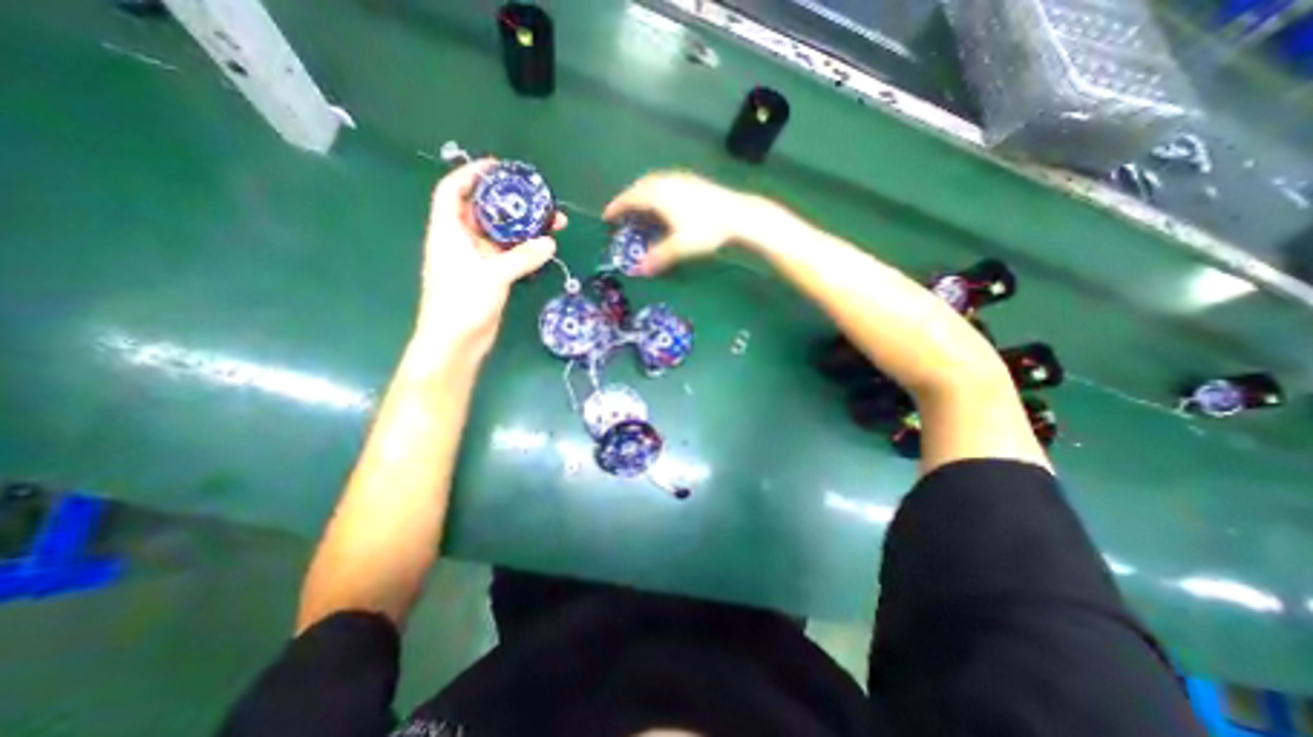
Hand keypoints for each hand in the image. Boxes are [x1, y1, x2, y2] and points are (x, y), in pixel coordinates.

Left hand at [417, 160, 567, 352]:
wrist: (456, 341)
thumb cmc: (462, 302)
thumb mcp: (493, 275)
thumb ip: (523, 257)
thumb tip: (550, 241)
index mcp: (448, 230)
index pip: (454, 190)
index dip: (472, 174)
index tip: (499, 167)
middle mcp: (461, 240)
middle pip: (485, 211)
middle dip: (511, 201)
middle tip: (539, 197)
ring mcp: (477, 259)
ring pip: (502, 234)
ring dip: (524, 227)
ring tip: (553, 221)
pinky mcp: (490, 275)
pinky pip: (509, 254)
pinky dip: (525, 249)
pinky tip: (545, 246)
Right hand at [605, 171, 749, 273]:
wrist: (738, 214)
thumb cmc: (706, 230)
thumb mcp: (680, 247)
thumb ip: (659, 258)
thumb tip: (640, 271)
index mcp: (658, 195)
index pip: (630, 199)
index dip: (616, 208)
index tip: (606, 217)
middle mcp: (666, 183)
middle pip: (639, 187)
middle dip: (627, 199)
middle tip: (621, 212)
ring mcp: (680, 179)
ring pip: (653, 182)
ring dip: (642, 193)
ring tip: (640, 207)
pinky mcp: (693, 181)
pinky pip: (666, 183)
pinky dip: (656, 190)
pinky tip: (665, 201)